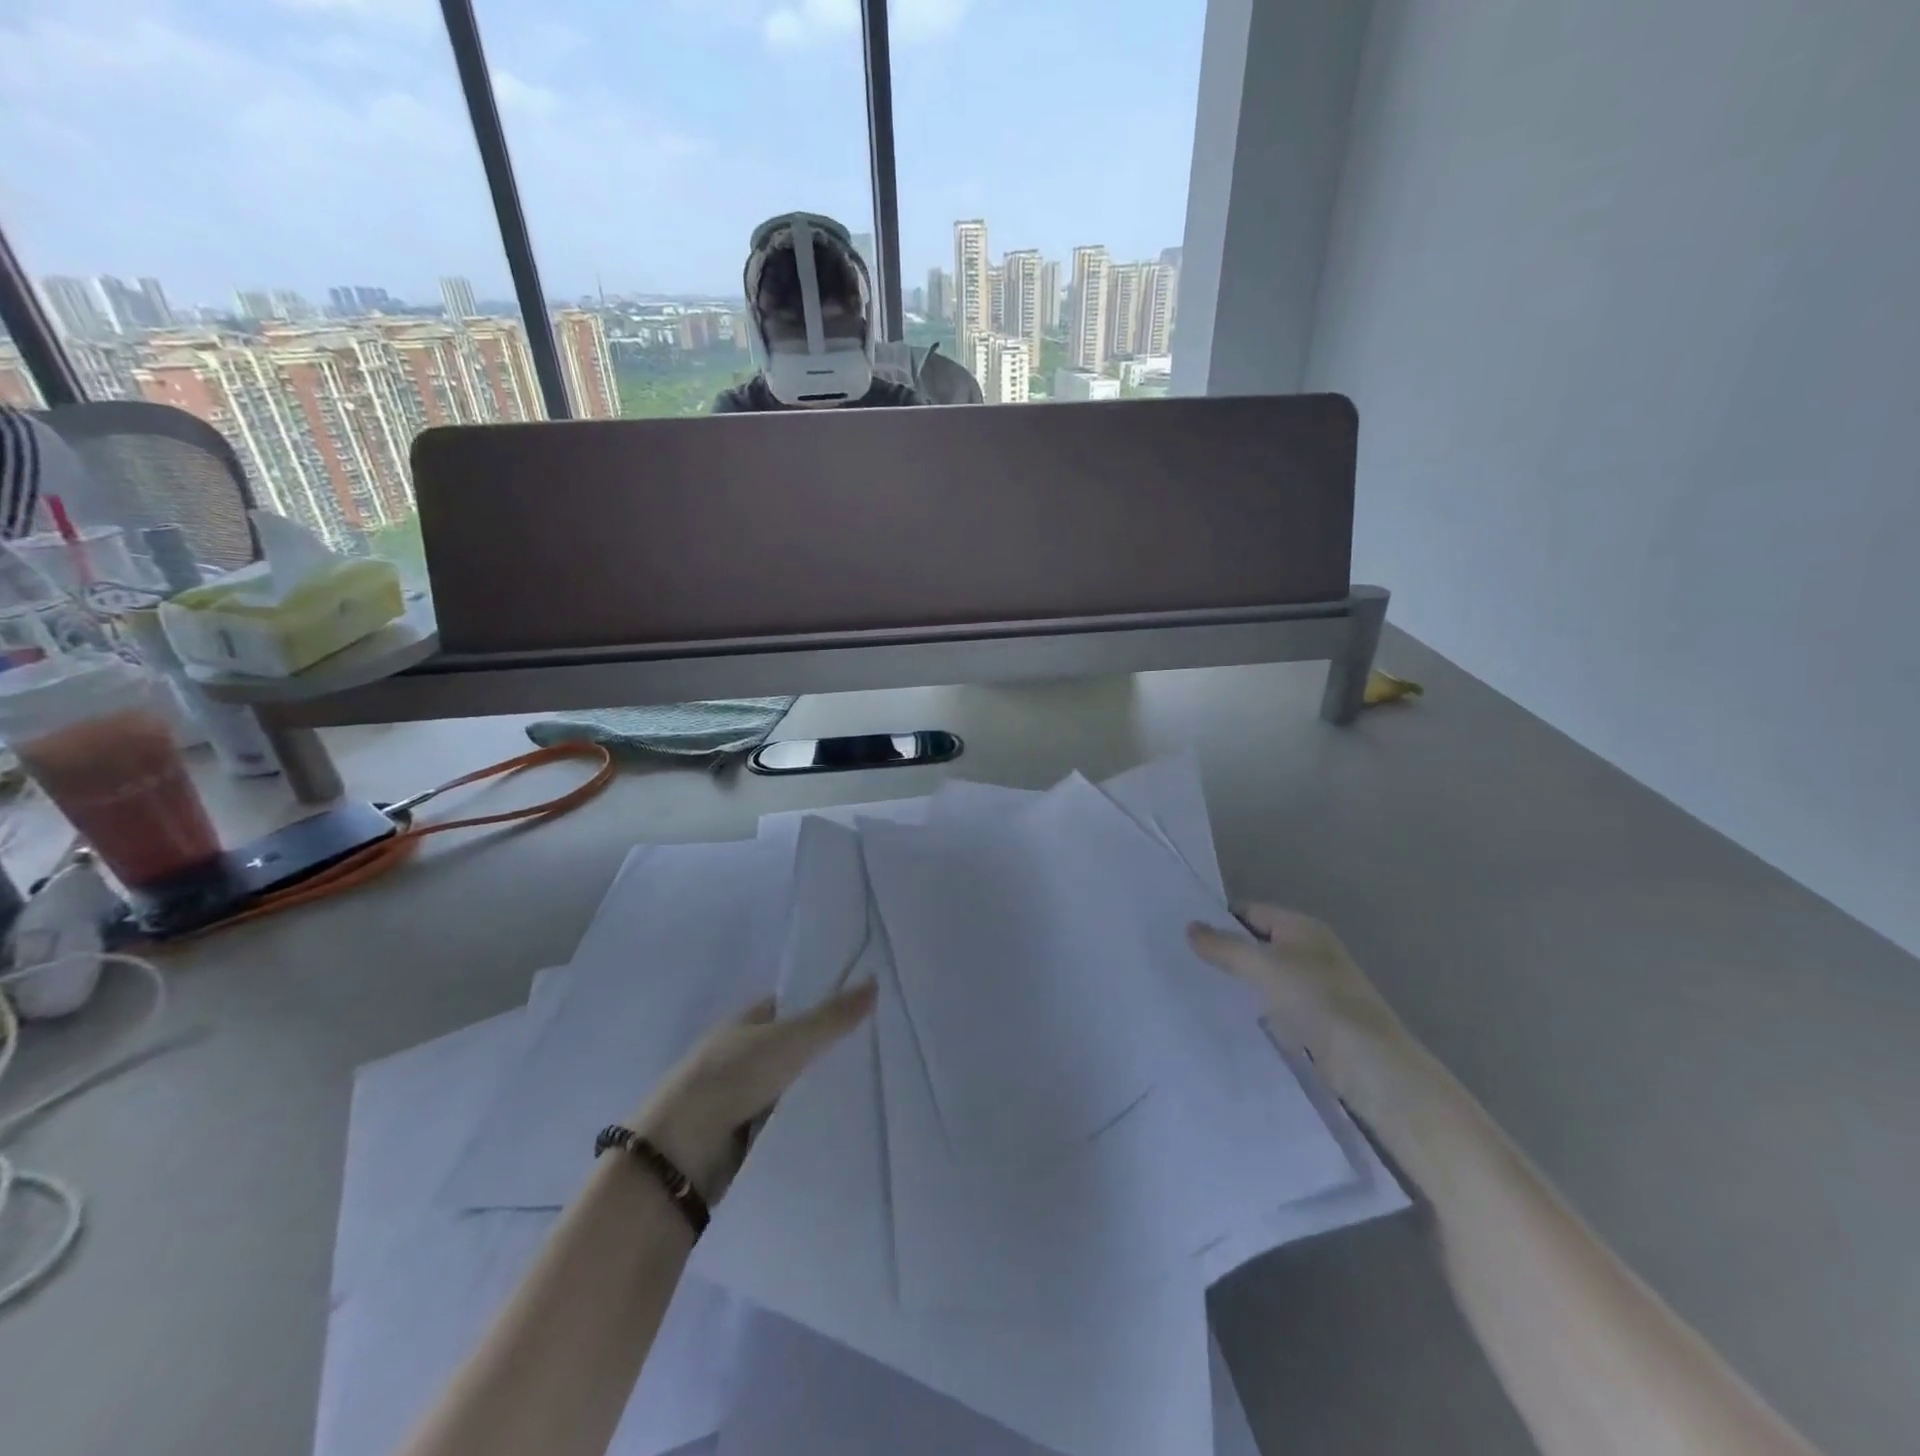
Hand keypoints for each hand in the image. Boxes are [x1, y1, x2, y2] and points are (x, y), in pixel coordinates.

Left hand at [627, 981, 875, 1201]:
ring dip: (817, 1087)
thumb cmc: (734, 1077)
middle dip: (827, 1048)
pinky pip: (786, 1119)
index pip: (792, 1004)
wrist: (682, 1152)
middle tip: (877, 1047)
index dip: (824, 1002)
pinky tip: (841, 1120)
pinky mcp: (744, 1135)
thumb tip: (874, 980)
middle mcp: (743, 1053)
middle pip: (794, 1045)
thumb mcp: (790, 1039)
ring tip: (870, 1085)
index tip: (865, 1007)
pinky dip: (806, 1119)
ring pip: (792, 1084)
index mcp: (747, 1021)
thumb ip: (833, 1016)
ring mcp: (741, 1096)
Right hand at [1187, 904, 1411, 1108]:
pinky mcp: (1314, 1018)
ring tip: (1197, 987)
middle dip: (1226, 951)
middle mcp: (1309, 950)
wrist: (1368, 1063)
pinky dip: (1253, 1006)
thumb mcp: (1263, 966)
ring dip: (1239, 981)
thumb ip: (1224, 946)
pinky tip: (1228, 1016)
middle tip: (1184, 960)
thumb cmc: (1316, 1000)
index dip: (1219, 919)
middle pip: (1257, 942)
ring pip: (1264, 975)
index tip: (1184, 935)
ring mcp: (1314, 985)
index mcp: (1302, 927)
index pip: (1250, 911)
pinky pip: (1274, 1002)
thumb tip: (1189, 926)